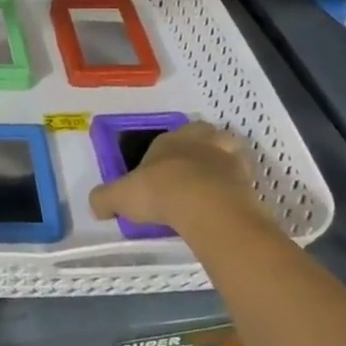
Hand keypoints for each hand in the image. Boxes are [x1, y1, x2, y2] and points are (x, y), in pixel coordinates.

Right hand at [88, 122, 275, 235]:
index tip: (154, 175)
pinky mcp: (248, 180)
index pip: (164, 140)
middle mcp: (200, 141)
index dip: (160, 156)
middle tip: (187, 172)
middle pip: (201, 137)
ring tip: (209, 188)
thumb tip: (97, 206)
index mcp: (168, 139)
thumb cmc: (160, 192)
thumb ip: (104, 199)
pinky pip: (240, 180)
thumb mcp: (119, 196)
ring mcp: (228, 158)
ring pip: (225, 154)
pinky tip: (223, 205)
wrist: (207, 207)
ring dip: (219, 166)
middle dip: (197, 149)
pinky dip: (233, 189)